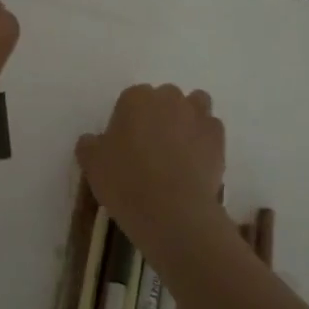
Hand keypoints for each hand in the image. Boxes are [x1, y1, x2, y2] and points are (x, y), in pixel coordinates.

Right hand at [77, 84, 226, 256]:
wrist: (172, 211)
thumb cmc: (125, 182)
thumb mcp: (92, 165)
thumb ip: (90, 145)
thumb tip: (92, 140)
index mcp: (135, 98)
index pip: (130, 99)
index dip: (128, 121)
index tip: (125, 144)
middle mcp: (168, 98)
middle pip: (164, 98)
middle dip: (160, 115)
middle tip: (151, 146)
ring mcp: (197, 115)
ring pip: (194, 105)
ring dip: (188, 118)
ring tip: (179, 148)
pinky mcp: (218, 137)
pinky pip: (211, 129)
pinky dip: (205, 139)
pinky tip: (197, 160)